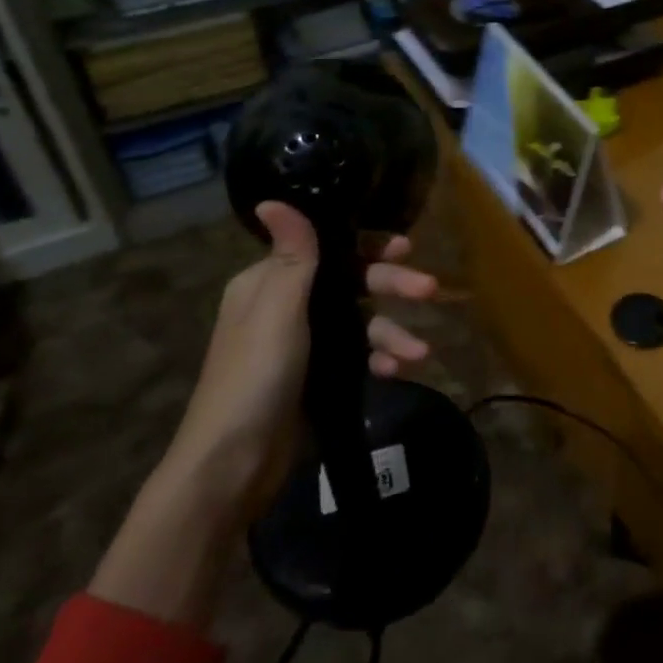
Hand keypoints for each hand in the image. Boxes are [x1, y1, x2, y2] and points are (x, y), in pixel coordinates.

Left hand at [161, 201, 437, 515]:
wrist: (232, 465)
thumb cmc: (255, 376)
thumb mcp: (277, 310)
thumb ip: (291, 255)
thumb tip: (270, 197)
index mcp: (270, 283)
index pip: (328, 250)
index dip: (369, 247)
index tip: (406, 248)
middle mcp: (289, 307)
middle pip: (352, 285)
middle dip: (392, 287)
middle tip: (430, 290)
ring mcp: (306, 345)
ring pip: (361, 323)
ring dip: (392, 333)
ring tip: (419, 352)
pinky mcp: (320, 378)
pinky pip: (359, 357)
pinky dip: (380, 360)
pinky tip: (399, 370)